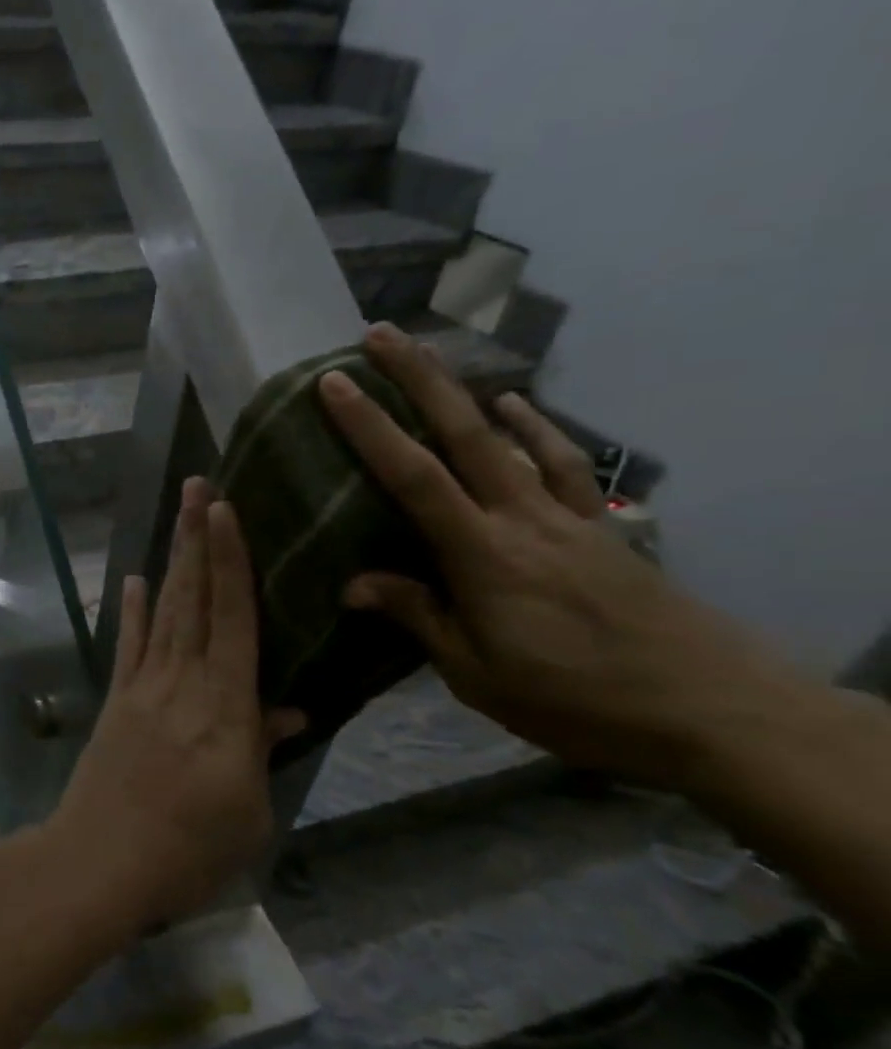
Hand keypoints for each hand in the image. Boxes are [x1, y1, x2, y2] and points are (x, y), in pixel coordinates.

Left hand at [47, 479, 305, 934]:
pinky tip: (134, 578)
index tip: (228, 511)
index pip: (234, 619)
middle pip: (194, 598)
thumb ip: (263, 750)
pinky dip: (131, 609)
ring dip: (172, 559)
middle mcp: (183, 681)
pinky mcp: (116, 699)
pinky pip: (128, 644)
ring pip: (164, 611)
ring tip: (180, 515)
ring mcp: (143, 686)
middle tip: (200, 485)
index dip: (232, 561)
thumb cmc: (189, 850)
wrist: (100, 861)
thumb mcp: (249, 811)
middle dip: (198, 538)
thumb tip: (287, 708)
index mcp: (225, 707)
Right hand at [319, 324, 791, 788]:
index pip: (413, 478)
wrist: (715, 713)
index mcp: (483, 556)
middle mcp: (522, 519)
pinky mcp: (600, 527)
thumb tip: (352, 582)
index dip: (370, 427)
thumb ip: (419, 617)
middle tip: (379, 335)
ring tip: (433, 356)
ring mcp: (567, 517)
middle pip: (464, 434)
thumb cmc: (576, 701)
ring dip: (466, 392)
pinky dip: (538, 428)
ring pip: (510, 438)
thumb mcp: (477, 674)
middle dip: (417, 379)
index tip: (334, 383)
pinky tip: (516, 405)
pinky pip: (565, 465)